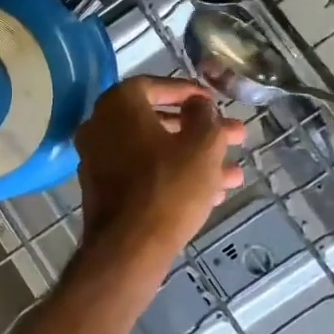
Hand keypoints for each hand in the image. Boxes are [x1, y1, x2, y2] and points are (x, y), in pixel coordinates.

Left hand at [75, 77, 244, 260]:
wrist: (129, 248)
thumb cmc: (168, 186)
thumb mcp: (202, 145)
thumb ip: (205, 115)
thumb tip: (198, 105)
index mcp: (118, 105)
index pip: (155, 85)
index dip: (189, 92)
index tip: (214, 102)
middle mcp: (100, 127)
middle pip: (158, 121)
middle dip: (200, 131)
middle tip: (235, 137)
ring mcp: (98, 160)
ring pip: (155, 152)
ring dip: (194, 158)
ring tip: (234, 174)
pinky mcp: (104, 191)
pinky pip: (143, 174)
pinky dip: (173, 176)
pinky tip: (212, 194)